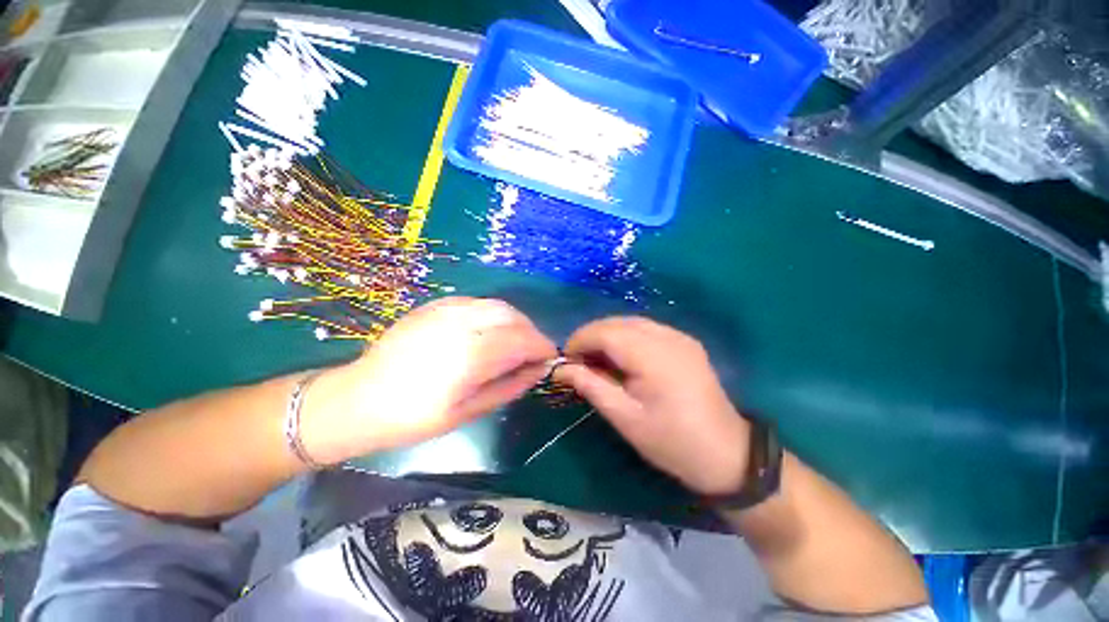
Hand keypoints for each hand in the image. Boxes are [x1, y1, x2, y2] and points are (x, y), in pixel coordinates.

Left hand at [302, 297, 557, 464]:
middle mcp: (461, 324)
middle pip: (513, 316)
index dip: (542, 347)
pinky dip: (493, 315)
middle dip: (530, 332)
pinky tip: (488, 332)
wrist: (357, 399)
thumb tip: (540, 369)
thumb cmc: (413, 417)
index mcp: (469, 356)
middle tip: (532, 353)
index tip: (549, 358)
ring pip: (497, 305)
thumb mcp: (469, 411)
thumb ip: (510, 386)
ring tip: (513, 343)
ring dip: (514, 321)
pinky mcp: (435, 305)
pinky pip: (478, 303)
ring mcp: (446, 310)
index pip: (522, 340)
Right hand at [554, 317, 749, 495]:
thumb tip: (560, 368)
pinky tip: (622, 357)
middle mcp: (667, 336)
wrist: (726, 454)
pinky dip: (626, 337)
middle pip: (617, 322)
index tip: (565, 360)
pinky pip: (646, 328)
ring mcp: (679, 336)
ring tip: (597, 359)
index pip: (605, 332)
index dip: (579, 340)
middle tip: (578, 361)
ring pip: (630, 322)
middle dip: (591, 336)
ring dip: (608, 335)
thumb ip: (590, 386)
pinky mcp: (685, 341)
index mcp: (653, 356)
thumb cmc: (670, 441)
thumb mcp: (624, 417)